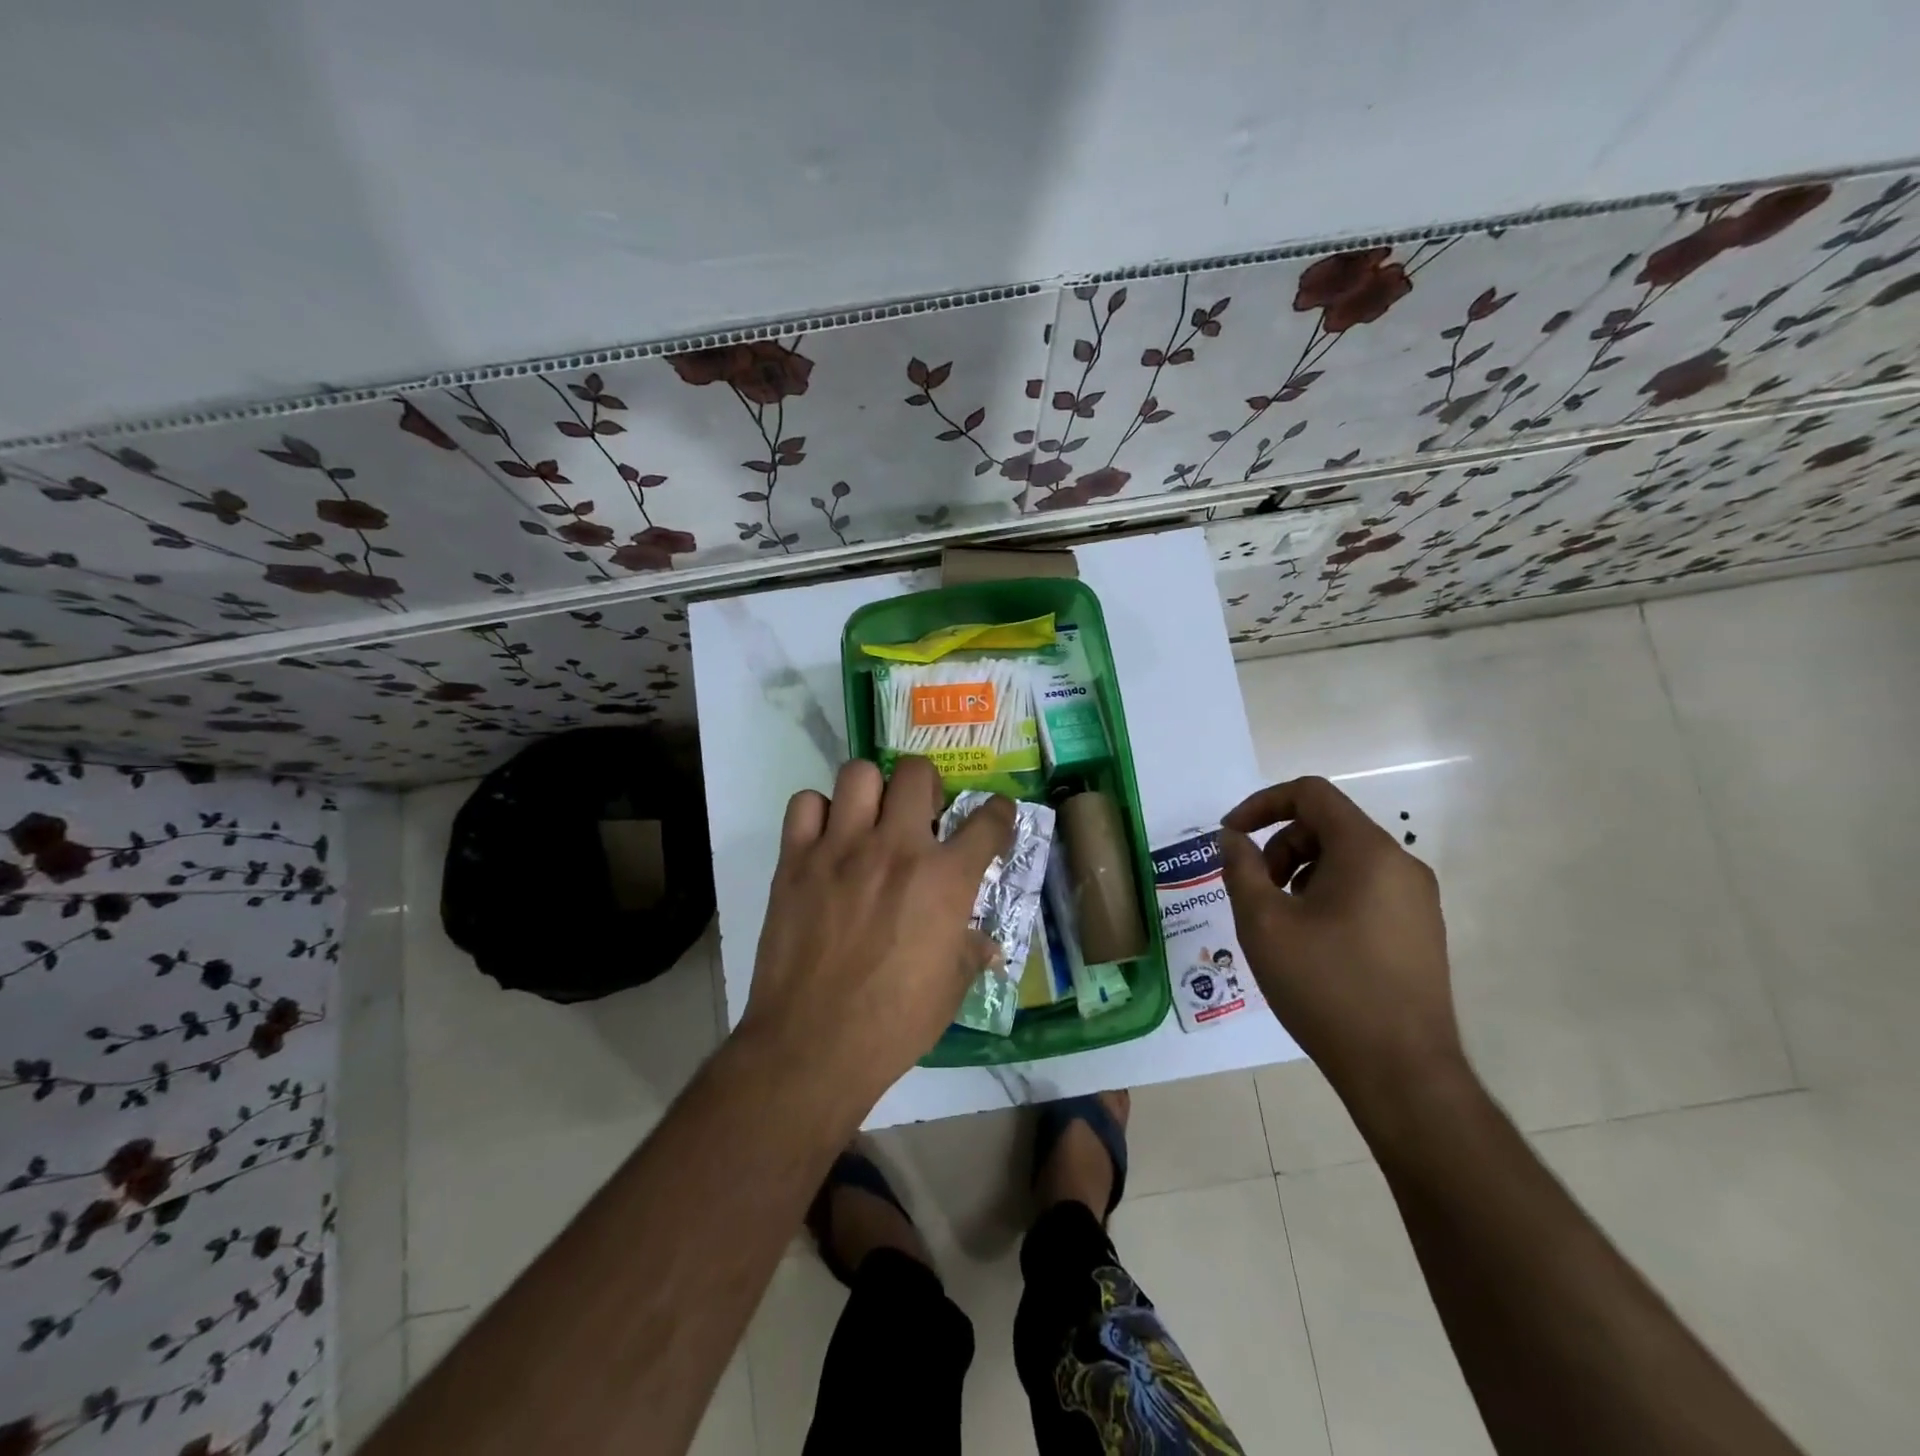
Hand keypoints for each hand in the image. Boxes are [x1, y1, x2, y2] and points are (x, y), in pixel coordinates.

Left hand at [743, 756, 1014, 1107]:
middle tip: (920, 815)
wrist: (813, 1045)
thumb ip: (971, 951)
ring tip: (870, 820)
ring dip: (871, 791)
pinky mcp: (795, 860)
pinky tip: (826, 840)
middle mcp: (896, 848)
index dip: (999, 813)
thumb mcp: (952, 989)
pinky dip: (818, 813)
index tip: (995, 817)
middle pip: (916, 772)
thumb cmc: (895, 1023)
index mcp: (945, 879)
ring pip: (859, 774)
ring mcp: (841, 849)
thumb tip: (987, 944)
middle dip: (926, 786)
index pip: (988, 820)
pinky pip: (805, 804)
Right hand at [1219, 776, 1465, 1110]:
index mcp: (1368, 851)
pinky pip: (1365, 890)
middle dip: (1280, 847)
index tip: (1230, 836)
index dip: (1261, 804)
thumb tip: (1232, 838)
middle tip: (1255, 891)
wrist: (1401, 1073)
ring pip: (1346, 860)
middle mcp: (1401, 865)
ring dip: (1300, 874)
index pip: (1311, 794)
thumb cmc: (1325, 986)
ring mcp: (1416, 901)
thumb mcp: (1263, 923)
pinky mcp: (1419, 933)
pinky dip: (1327, 897)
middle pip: (1328, 826)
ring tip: (1280, 922)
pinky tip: (1311, 944)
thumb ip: (1241, 868)